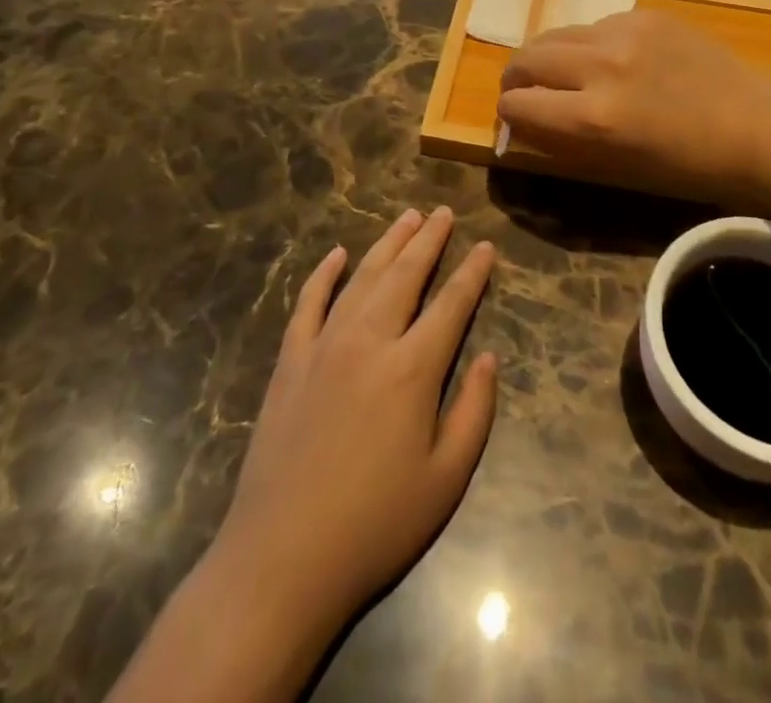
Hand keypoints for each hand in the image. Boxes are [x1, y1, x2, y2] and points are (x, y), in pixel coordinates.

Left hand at [133, 208, 496, 702]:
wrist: (282, 558)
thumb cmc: (375, 525)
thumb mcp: (446, 480)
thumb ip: (474, 412)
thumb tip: (488, 358)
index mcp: (413, 368)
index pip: (452, 304)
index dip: (472, 273)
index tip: (485, 247)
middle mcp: (370, 340)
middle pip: (406, 275)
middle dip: (429, 240)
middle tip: (444, 213)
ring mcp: (324, 345)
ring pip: (363, 277)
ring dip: (388, 243)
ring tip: (408, 217)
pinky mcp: (290, 360)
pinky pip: (309, 302)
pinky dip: (324, 274)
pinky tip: (338, 254)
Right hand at [496, 9, 770, 204]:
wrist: (754, 125)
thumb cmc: (687, 165)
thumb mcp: (615, 165)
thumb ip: (560, 139)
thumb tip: (522, 120)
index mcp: (594, 118)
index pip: (517, 105)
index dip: (508, 115)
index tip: (514, 119)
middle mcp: (600, 67)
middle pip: (526, 59)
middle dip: (515, 79)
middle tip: (521, 91)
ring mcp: (624, 33)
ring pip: (555, 35)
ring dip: (546, 56)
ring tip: (558, 72)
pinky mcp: (644, 15)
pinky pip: (594, 25)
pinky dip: (587, 44)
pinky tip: (608, 59)